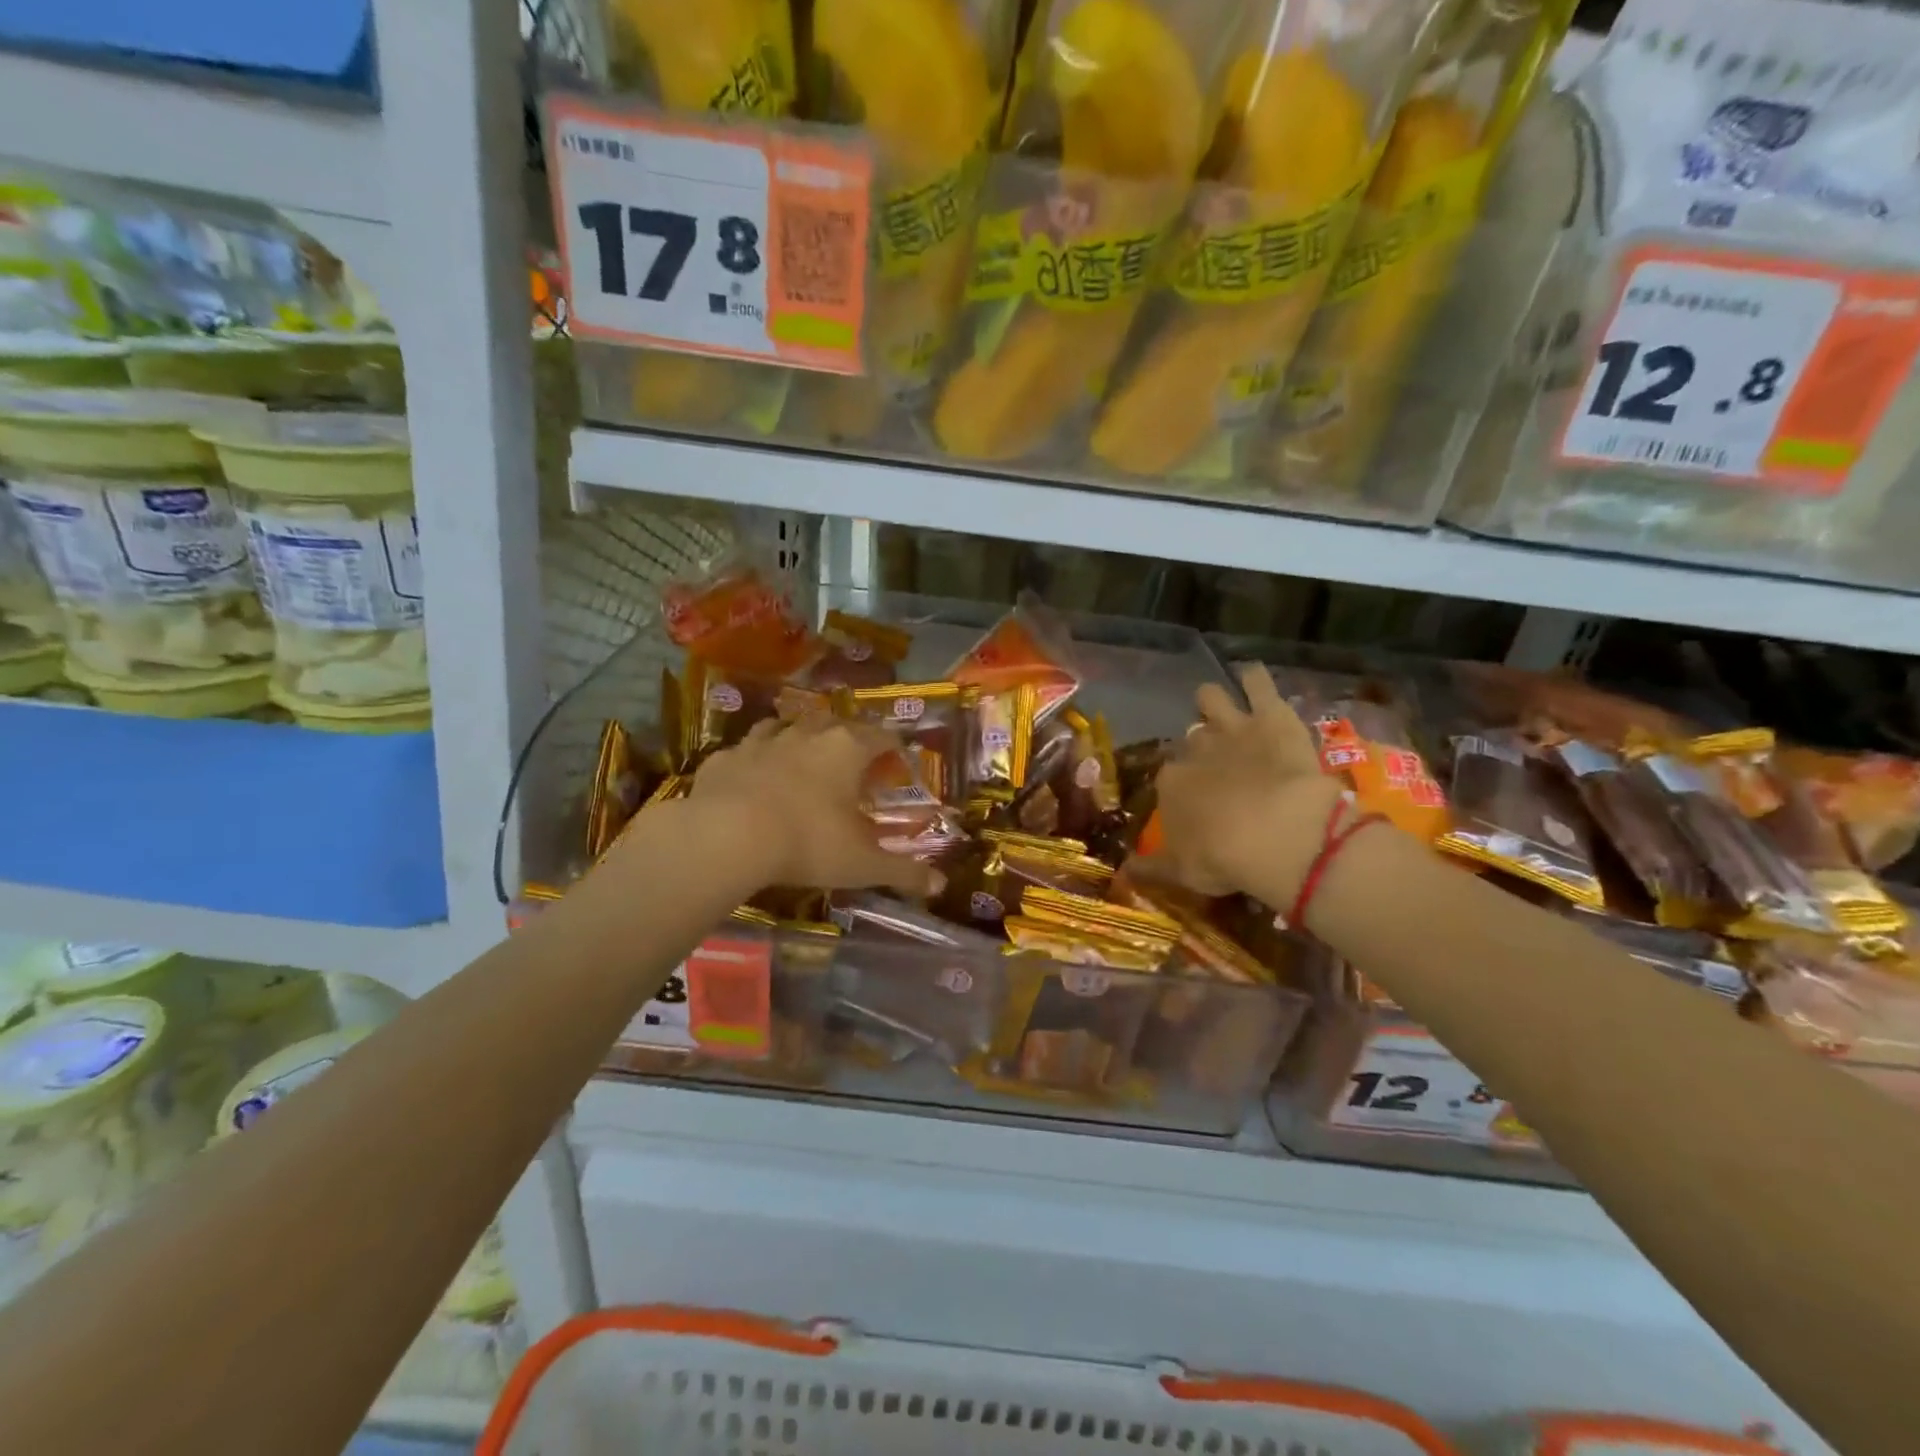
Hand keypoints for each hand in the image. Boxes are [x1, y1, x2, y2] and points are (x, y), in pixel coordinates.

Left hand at [687, 713, 937, 896]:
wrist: (728, 836)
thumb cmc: (808, 843)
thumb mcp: (863, 864)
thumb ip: (903, 872)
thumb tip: (939, 884)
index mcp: (847, 750)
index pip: (881, 736)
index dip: (893, 746)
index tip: (898, 759)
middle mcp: (807, 734)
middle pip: (835, 723)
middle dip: (846, 737)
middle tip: (851, 761)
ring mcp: (762, 741)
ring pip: (786, 726)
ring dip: (797, 737)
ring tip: (800, 756)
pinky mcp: (725, 757)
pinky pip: (744, 750)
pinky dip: (754, 759)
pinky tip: (752, 776)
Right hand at [1136, 664, 1345, 901]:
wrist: (1276, 833)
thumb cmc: (1222, 857)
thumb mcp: (1181, 872)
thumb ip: (1151, 868)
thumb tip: (1122, 871)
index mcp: (1171, 784)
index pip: (1167, 777)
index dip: (1178, 786)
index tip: (1191, 801)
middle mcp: (1195, 749)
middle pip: (1190, 739)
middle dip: (1197, 746)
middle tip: (1214, 762)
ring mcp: (1232, 727)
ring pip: (1212, 697)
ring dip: (1214, 700)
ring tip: (1224, 709)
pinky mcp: (1271, 716)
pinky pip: (1257, 682)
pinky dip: (1253, 677)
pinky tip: (1252, 677)